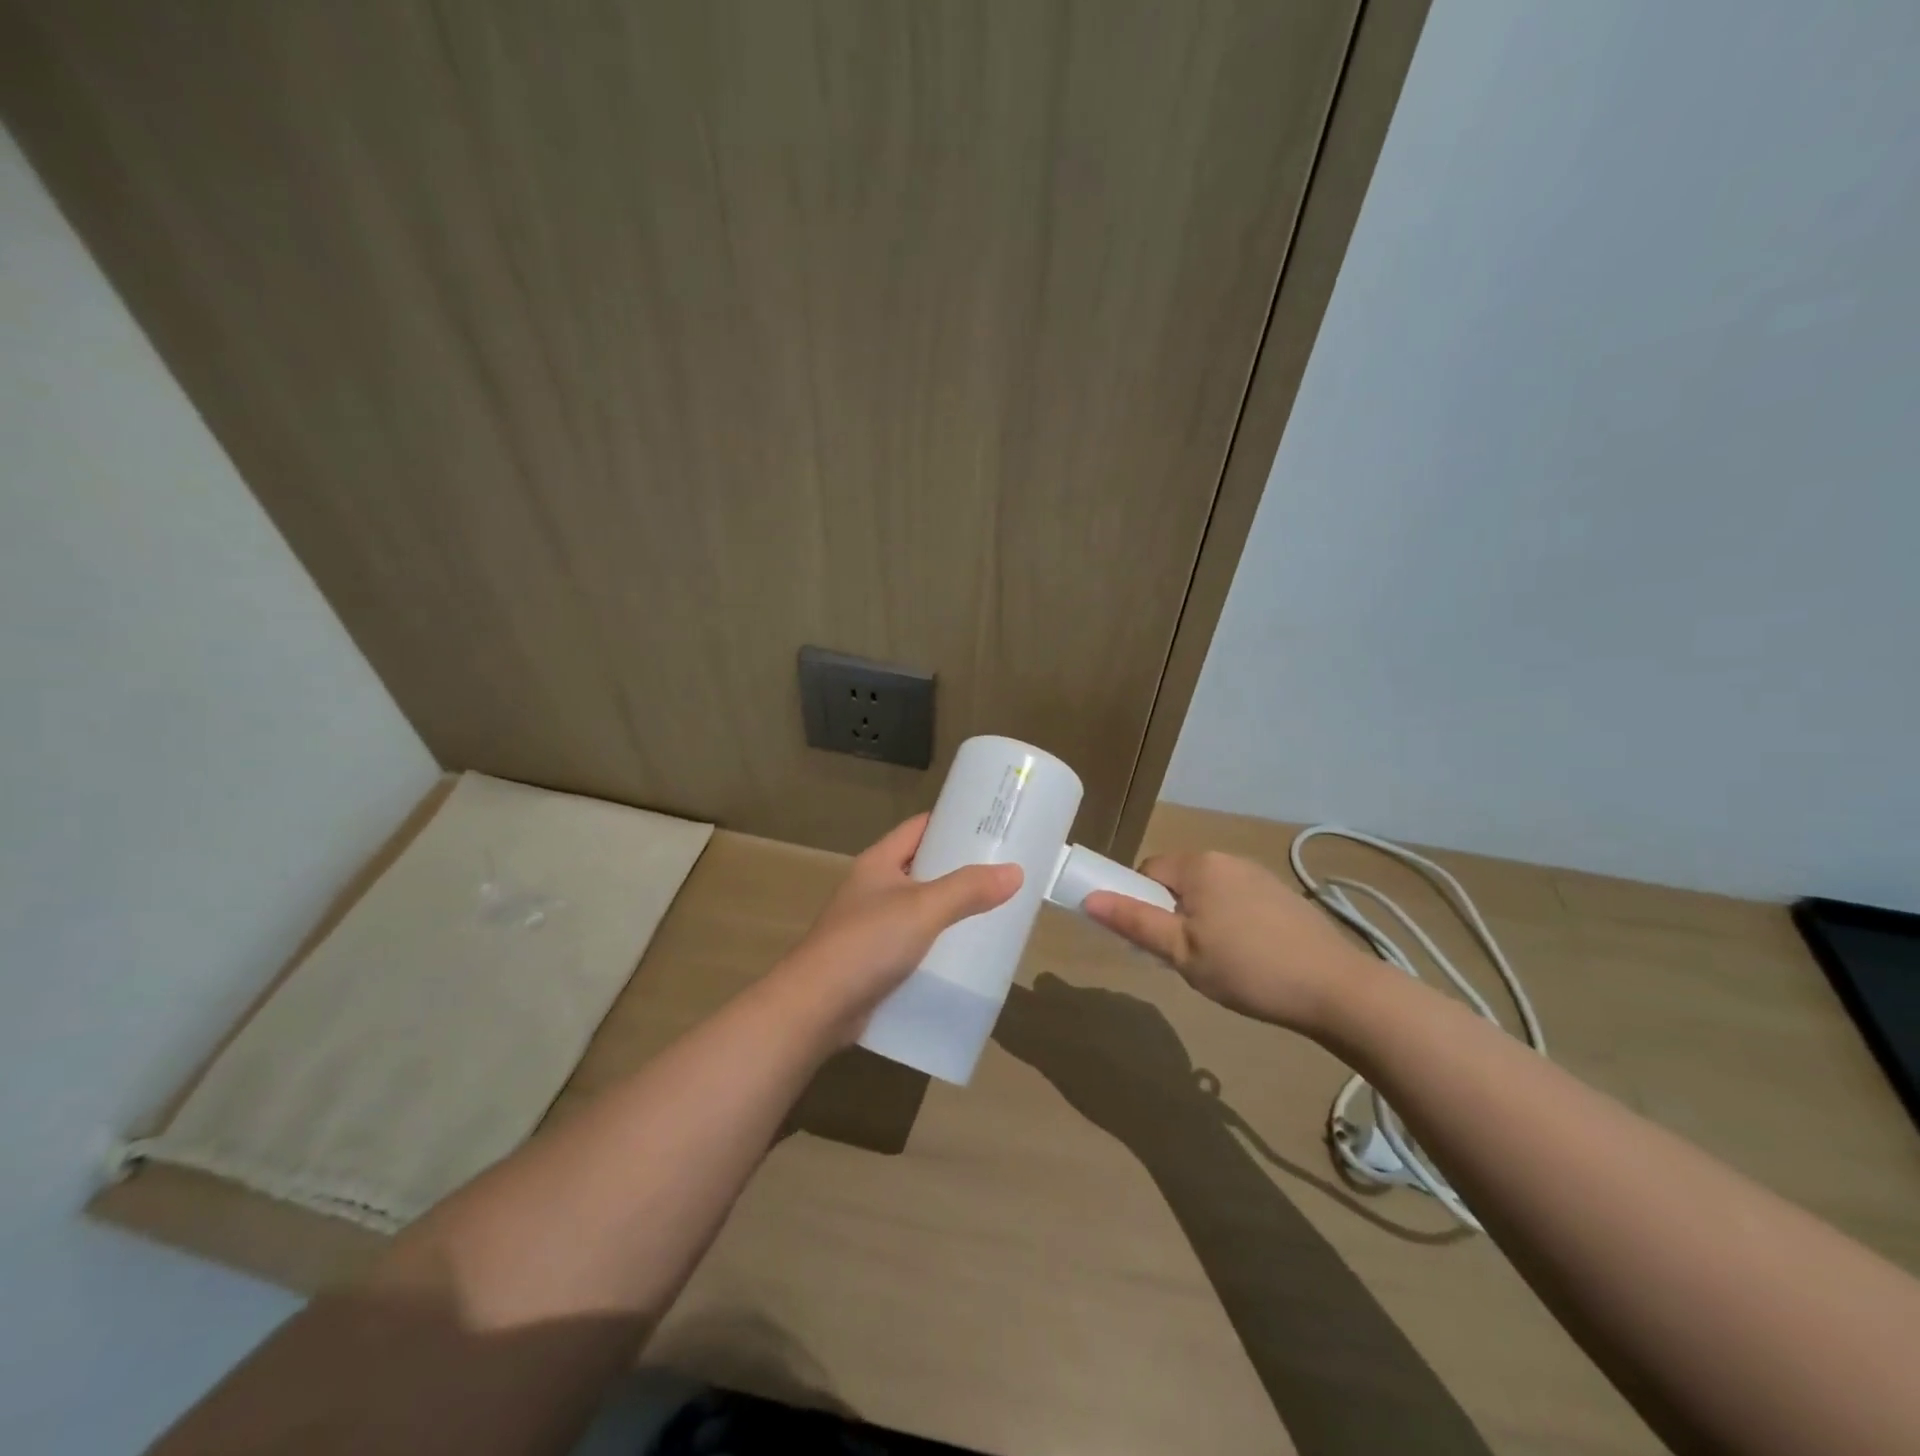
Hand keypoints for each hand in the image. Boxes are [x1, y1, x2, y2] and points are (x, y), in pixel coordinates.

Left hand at [776, 814, 1021, 1040]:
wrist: (815, 1008)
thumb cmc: (867, 943)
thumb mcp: (923, 908)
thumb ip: (968, 889)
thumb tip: (1015, 871)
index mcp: (877, 863)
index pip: (919, 828)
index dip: (951, 822)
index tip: (990, 825)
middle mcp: (873, 889)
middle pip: (922, 868)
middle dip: (959, 869)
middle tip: (1003, 871)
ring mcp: (871, 927)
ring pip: (919, 909)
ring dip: (950, 911)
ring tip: (994, 912)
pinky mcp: (873, 962)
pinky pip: (914, 944)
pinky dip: (937, 946)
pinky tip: (965, 956)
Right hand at [1083, 850, 1383, 1034]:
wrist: (1336, 989)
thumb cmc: (1247, 969)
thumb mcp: (1181, 952)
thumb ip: (1134, 922)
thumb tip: (1089, 899)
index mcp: (1199, 865)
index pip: (1147, 871)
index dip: (1141, 905)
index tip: (1156, 942)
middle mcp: (1227, 859)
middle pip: (1179, 881)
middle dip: (1173, 914)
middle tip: (1187, 958)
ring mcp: (1259, 875)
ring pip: (1209, 893)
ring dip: (1203, 920)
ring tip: (1221, 963)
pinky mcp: (1284, 896)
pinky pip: (1238, 901)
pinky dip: (1233, 923)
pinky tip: (1251, 958)